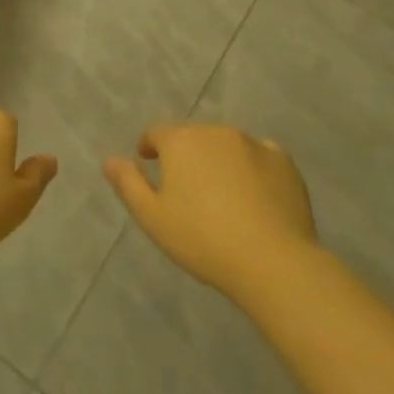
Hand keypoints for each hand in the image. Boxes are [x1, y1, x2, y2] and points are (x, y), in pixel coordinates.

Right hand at [104, 123, 316, 302]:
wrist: (274, 262)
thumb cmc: (203, 240)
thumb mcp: (153, 218)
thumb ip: (128, 184)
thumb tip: (109, 159)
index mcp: (180, 141)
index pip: (156, 133)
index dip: (149, 147)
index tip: (148, 165)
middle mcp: (215, 131)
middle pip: (193, 137)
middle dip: (186, 156)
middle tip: (187, 189)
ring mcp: (253, 143)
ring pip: (226, 145)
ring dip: (218, 160)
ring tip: (222, 195)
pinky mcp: (283, 161)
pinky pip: (260, 155)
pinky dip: (252, 168)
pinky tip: (255, 195)